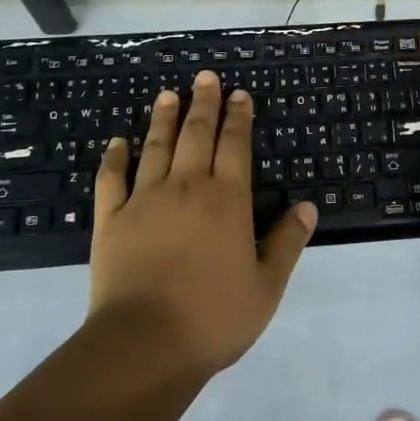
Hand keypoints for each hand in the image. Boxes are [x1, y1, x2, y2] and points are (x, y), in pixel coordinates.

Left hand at [89, 70, 316, 379]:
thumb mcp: (266, 286)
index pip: (235, 145)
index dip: (238, 117)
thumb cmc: (213, 317)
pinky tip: (118, 142)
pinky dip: (114, 157)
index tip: (238, 94)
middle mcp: (187, 187)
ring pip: (156, 147)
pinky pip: (112, 179)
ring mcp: (145, 199)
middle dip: (203, 102)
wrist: (144, 344)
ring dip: (164, 118)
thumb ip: (287, 243)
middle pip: (197, 134)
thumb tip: (308, 207)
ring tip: (167, 95)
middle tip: (205, 77)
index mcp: (227, 199)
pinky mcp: (112, 218)